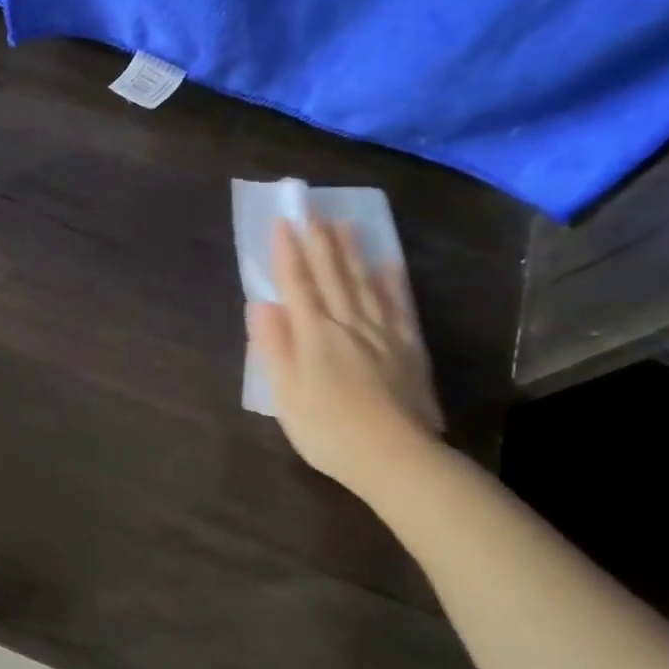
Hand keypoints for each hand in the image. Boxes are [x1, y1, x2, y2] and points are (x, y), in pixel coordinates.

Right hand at [247, 216, 441, 496]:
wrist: (395, 458)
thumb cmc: (328, 430)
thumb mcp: (285, 393)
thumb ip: (273, 346)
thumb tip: (260, 305)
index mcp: (313, 334)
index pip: (297, 284)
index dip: (287, 253)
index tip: (282, 222)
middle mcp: (347, 323)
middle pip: (332, 275)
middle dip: (319, 241)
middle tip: (313, 210)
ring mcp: (381, 333)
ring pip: (364, 282)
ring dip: (352, 251)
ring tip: (344, 224)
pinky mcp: (408, 348)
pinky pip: (398, 305)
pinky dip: (391, 281)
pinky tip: (388, 264)